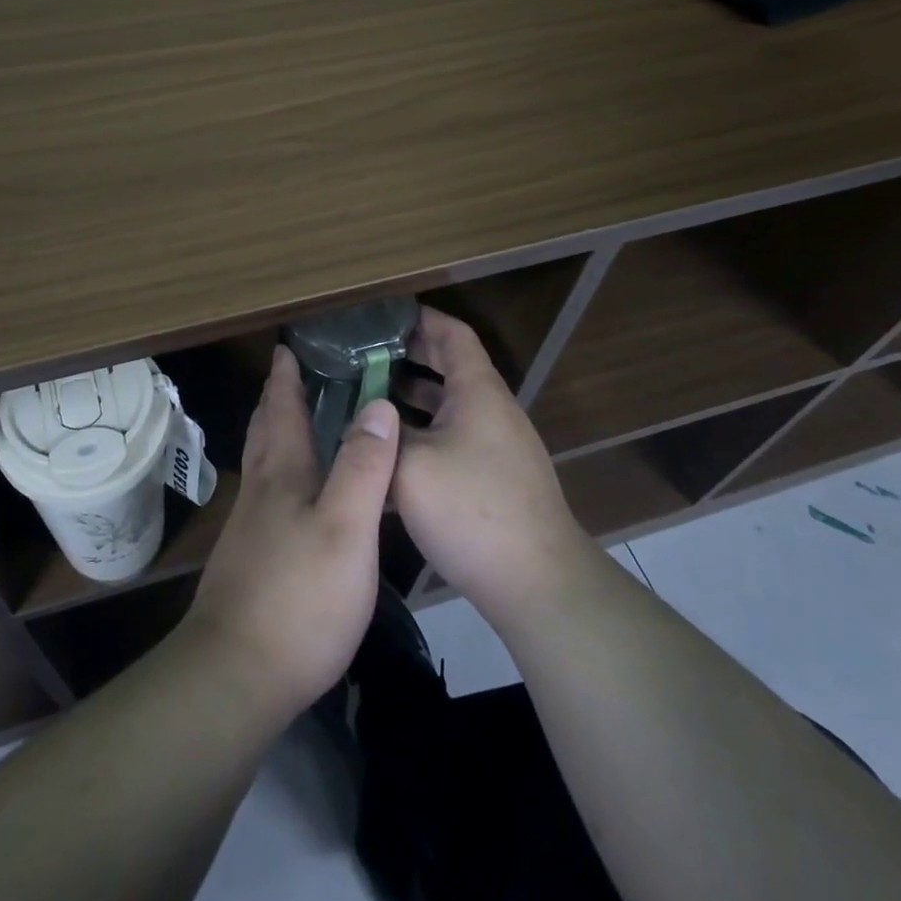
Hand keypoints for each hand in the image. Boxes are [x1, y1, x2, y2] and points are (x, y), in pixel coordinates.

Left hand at [181, 345, 398, 717]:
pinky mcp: (249, 560)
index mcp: (282, 474)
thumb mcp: (346, 528)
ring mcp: (249, 528)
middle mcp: (260, 491)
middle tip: (288, 373)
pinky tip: (292, 495)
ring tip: (291, 422)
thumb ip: (363, 467)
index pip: (283, 409)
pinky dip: (278, 473)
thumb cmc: (299, 596)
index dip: (286, 377)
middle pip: (264, 431)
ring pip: (261, 463)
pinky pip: (265, 495)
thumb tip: (378, 404)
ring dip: (273, 432)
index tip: (286, 346)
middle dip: (275, 399)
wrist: (236, 674)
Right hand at [392, 307, 587, 625]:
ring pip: (449, 406)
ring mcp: (496, 447)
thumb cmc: (473, 510)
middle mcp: (491, 411)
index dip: (420, 318)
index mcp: (478, 392)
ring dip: (411, 396)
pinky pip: (452, 438)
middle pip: (451, 366)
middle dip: (408, 356)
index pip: (453, 334)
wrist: (537, 584)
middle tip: (362, 354)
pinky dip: (422, 431)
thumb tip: (365, 418)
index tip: (381, 316)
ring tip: (366, 396)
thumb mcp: (411, 466)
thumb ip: (384, 435)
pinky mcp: (493, 479)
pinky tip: (390, 452)